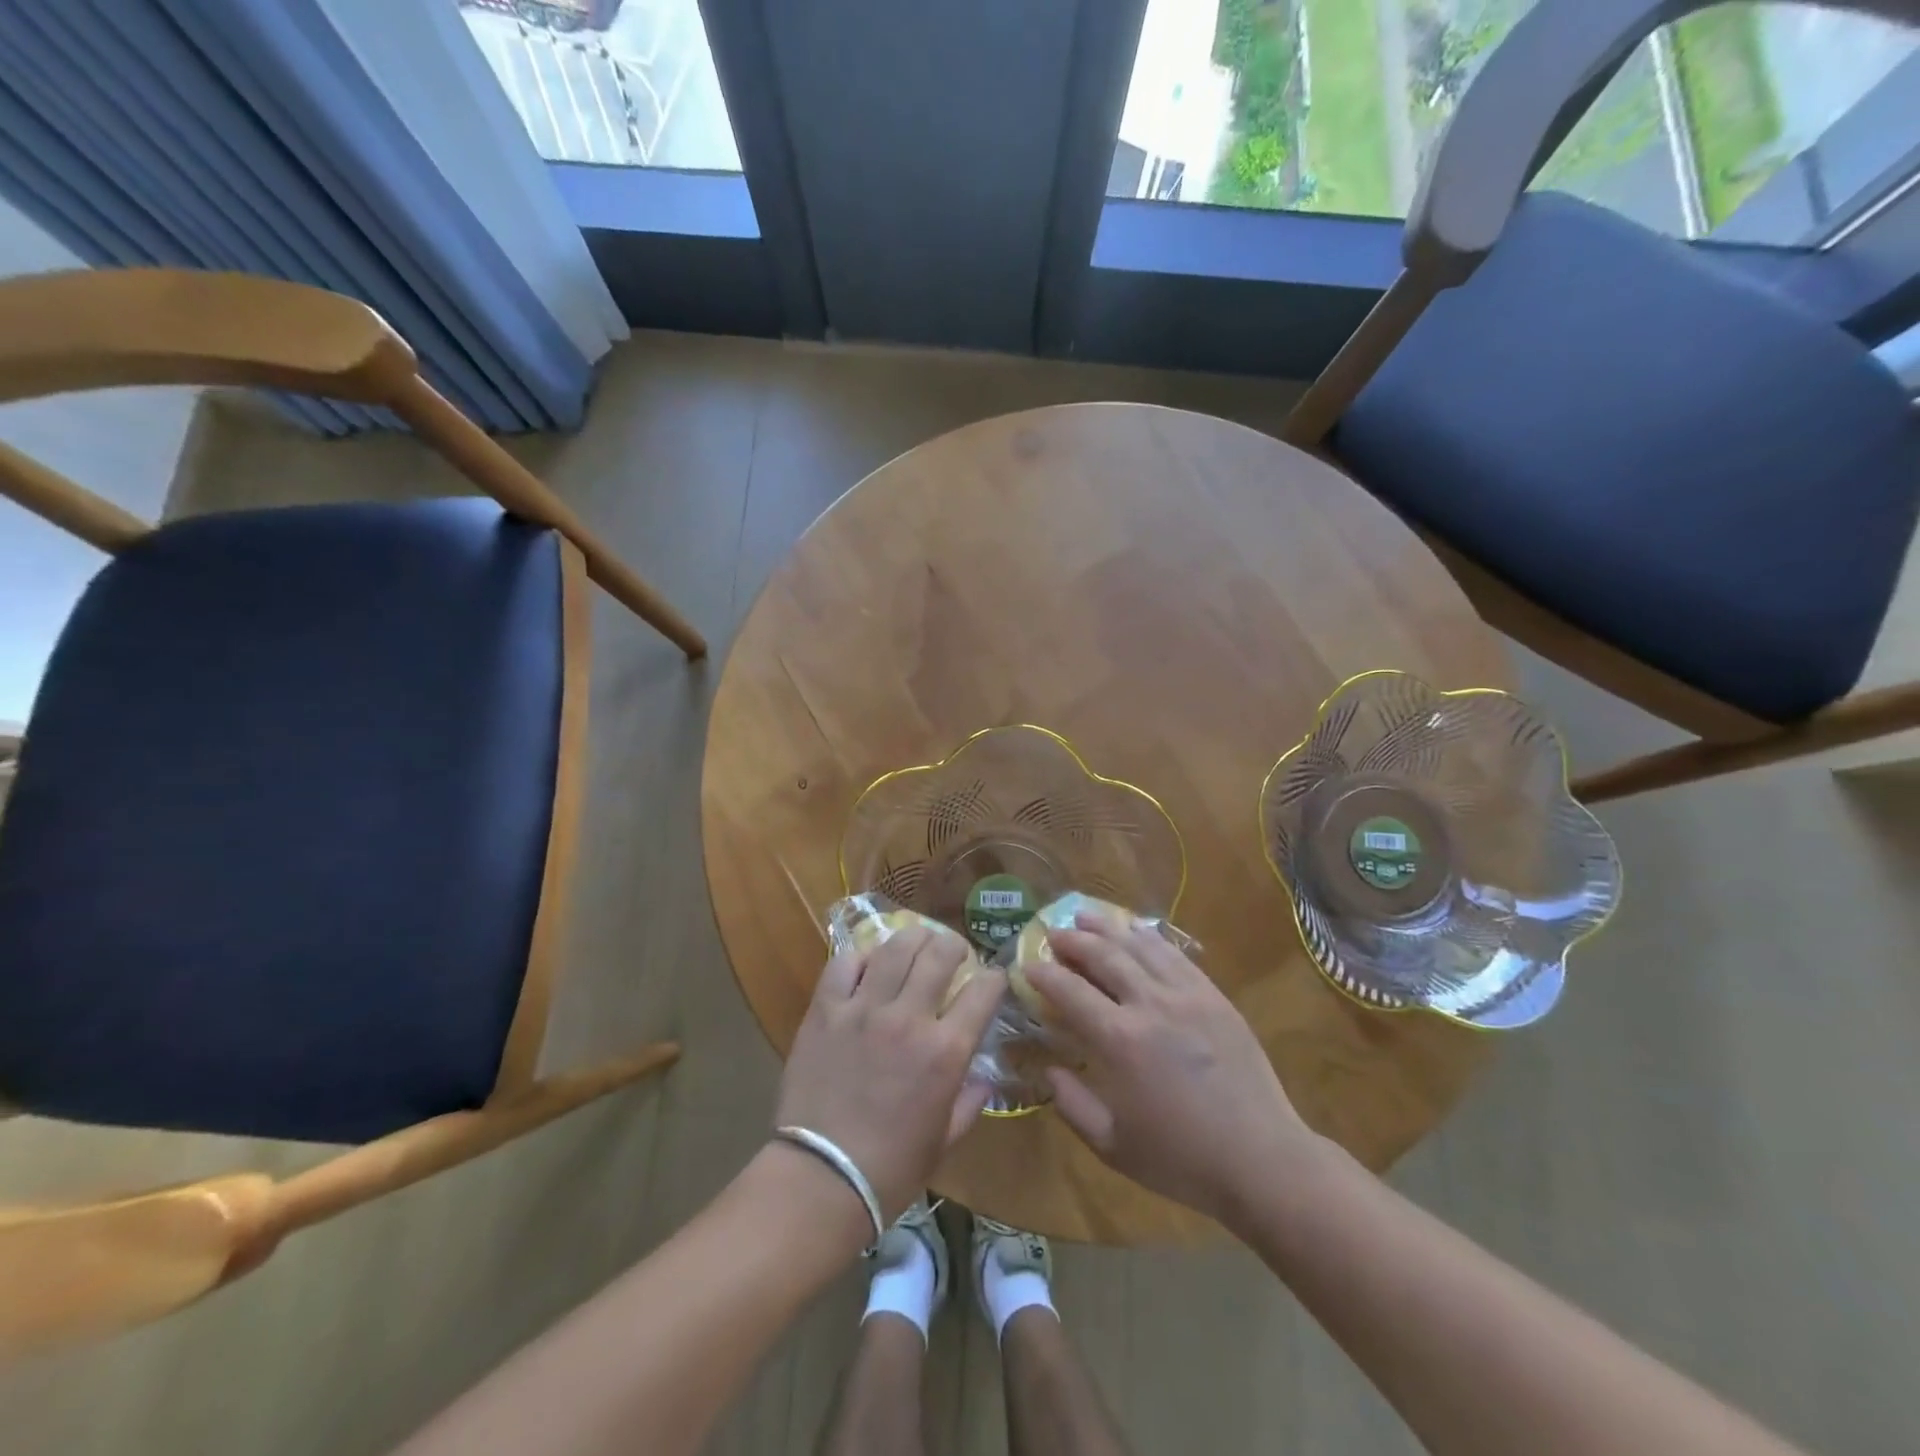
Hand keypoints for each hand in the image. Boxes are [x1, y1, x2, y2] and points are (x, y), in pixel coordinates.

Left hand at [776, 927, 1005, 1223]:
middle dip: (954, 946)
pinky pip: (844, 964)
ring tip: (916, 942)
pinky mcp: (825, 1010)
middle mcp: (908, 1018)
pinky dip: (860, 958)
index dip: (994, 978)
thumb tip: (983, 1079)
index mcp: (945, 1051)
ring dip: (912, 938)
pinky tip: (866, 966)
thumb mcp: (944, 1141)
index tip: (992, 979)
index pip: (983, 991)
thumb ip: (969, 1103)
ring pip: (894, 948)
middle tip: (953, 952)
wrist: (820, 1178)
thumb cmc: (891, 1169)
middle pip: (938, 953)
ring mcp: (863, 1009)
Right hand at [1027, 913, 1322, 1224]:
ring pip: (1139, 946)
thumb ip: (1072, 1105)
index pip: (1070, 991)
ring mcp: (1187, 995)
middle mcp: (1150, 1005)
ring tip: (1086, 917)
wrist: (1262, 1159)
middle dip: (1073, 940)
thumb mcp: (1113, 1146)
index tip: (1026, 964)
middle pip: (1103, 956)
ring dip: (1108, 928)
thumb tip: (1048, 1070)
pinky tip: (1137, 931)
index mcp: (1120, 1041)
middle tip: (1053, 933)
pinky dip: (1149, 938)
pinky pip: (1175, 955)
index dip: (1043, 974)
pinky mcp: (1214, 996)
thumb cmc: (1182, 1159)